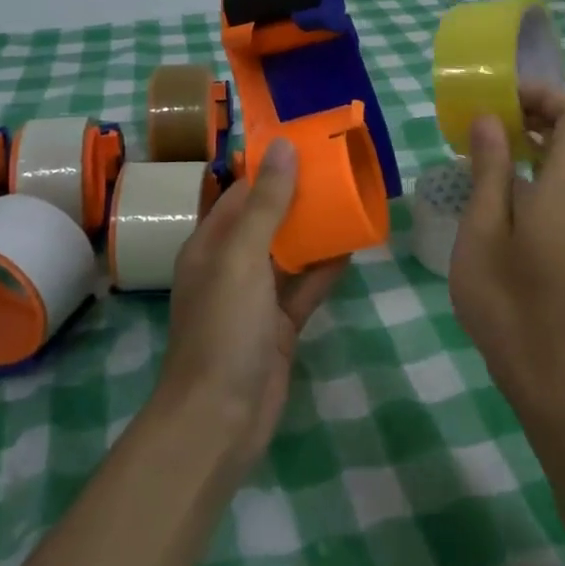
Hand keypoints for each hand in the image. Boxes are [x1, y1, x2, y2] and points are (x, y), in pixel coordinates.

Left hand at [156, 140, 347, 473]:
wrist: (220, 419)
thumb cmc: (223, 328)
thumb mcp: (241, 257)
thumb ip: (266, 204)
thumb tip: (283, 146)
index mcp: (211, 245)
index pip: (243, 194)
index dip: (273, 168)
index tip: (311, 147)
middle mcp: (231, 266)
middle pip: (269, 221)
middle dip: (301, 197)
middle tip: (342, 171)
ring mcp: (257, 298)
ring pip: (290, 253)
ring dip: (316, 231)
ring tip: (353, 201)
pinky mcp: (280, 326)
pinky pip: (305, 287)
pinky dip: (326, 269)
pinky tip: (353, 248)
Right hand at [449, 85, 564, 415]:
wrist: (553, 373)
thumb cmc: (509, 301)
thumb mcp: (484, 230)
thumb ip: (490, 169)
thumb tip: (489, 118)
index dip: (541, 93)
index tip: (499, 100)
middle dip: (538, 113)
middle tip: (490, 122)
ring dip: (540, 142)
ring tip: (492, 150)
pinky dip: (545, 169)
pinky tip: (506, 192)